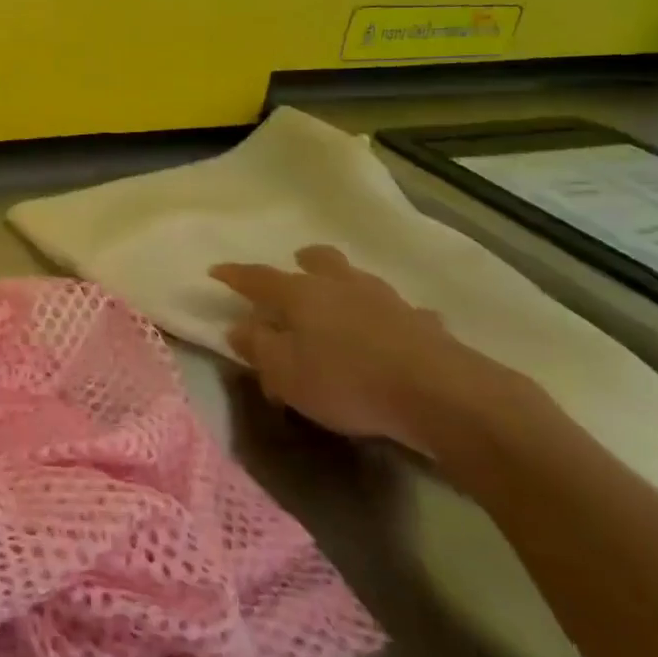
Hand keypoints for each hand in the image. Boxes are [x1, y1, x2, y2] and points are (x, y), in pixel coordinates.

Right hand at [211, 245, 519, 457]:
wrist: (441, 395)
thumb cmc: (347, 381)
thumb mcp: (286, 373)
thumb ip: (258, 348)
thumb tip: (239, 327)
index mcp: (302, 294)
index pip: (258, 277)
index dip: (235, 275)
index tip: (216, 271)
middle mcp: (342, 286)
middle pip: (320, 261)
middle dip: (304, 261)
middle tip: (296, 266)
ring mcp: (388, 301)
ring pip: (360, 280)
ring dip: (346, 285)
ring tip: (341, 302)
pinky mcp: (424, 324)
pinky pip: (401, 313)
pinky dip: (389, 319)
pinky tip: (393, 334)